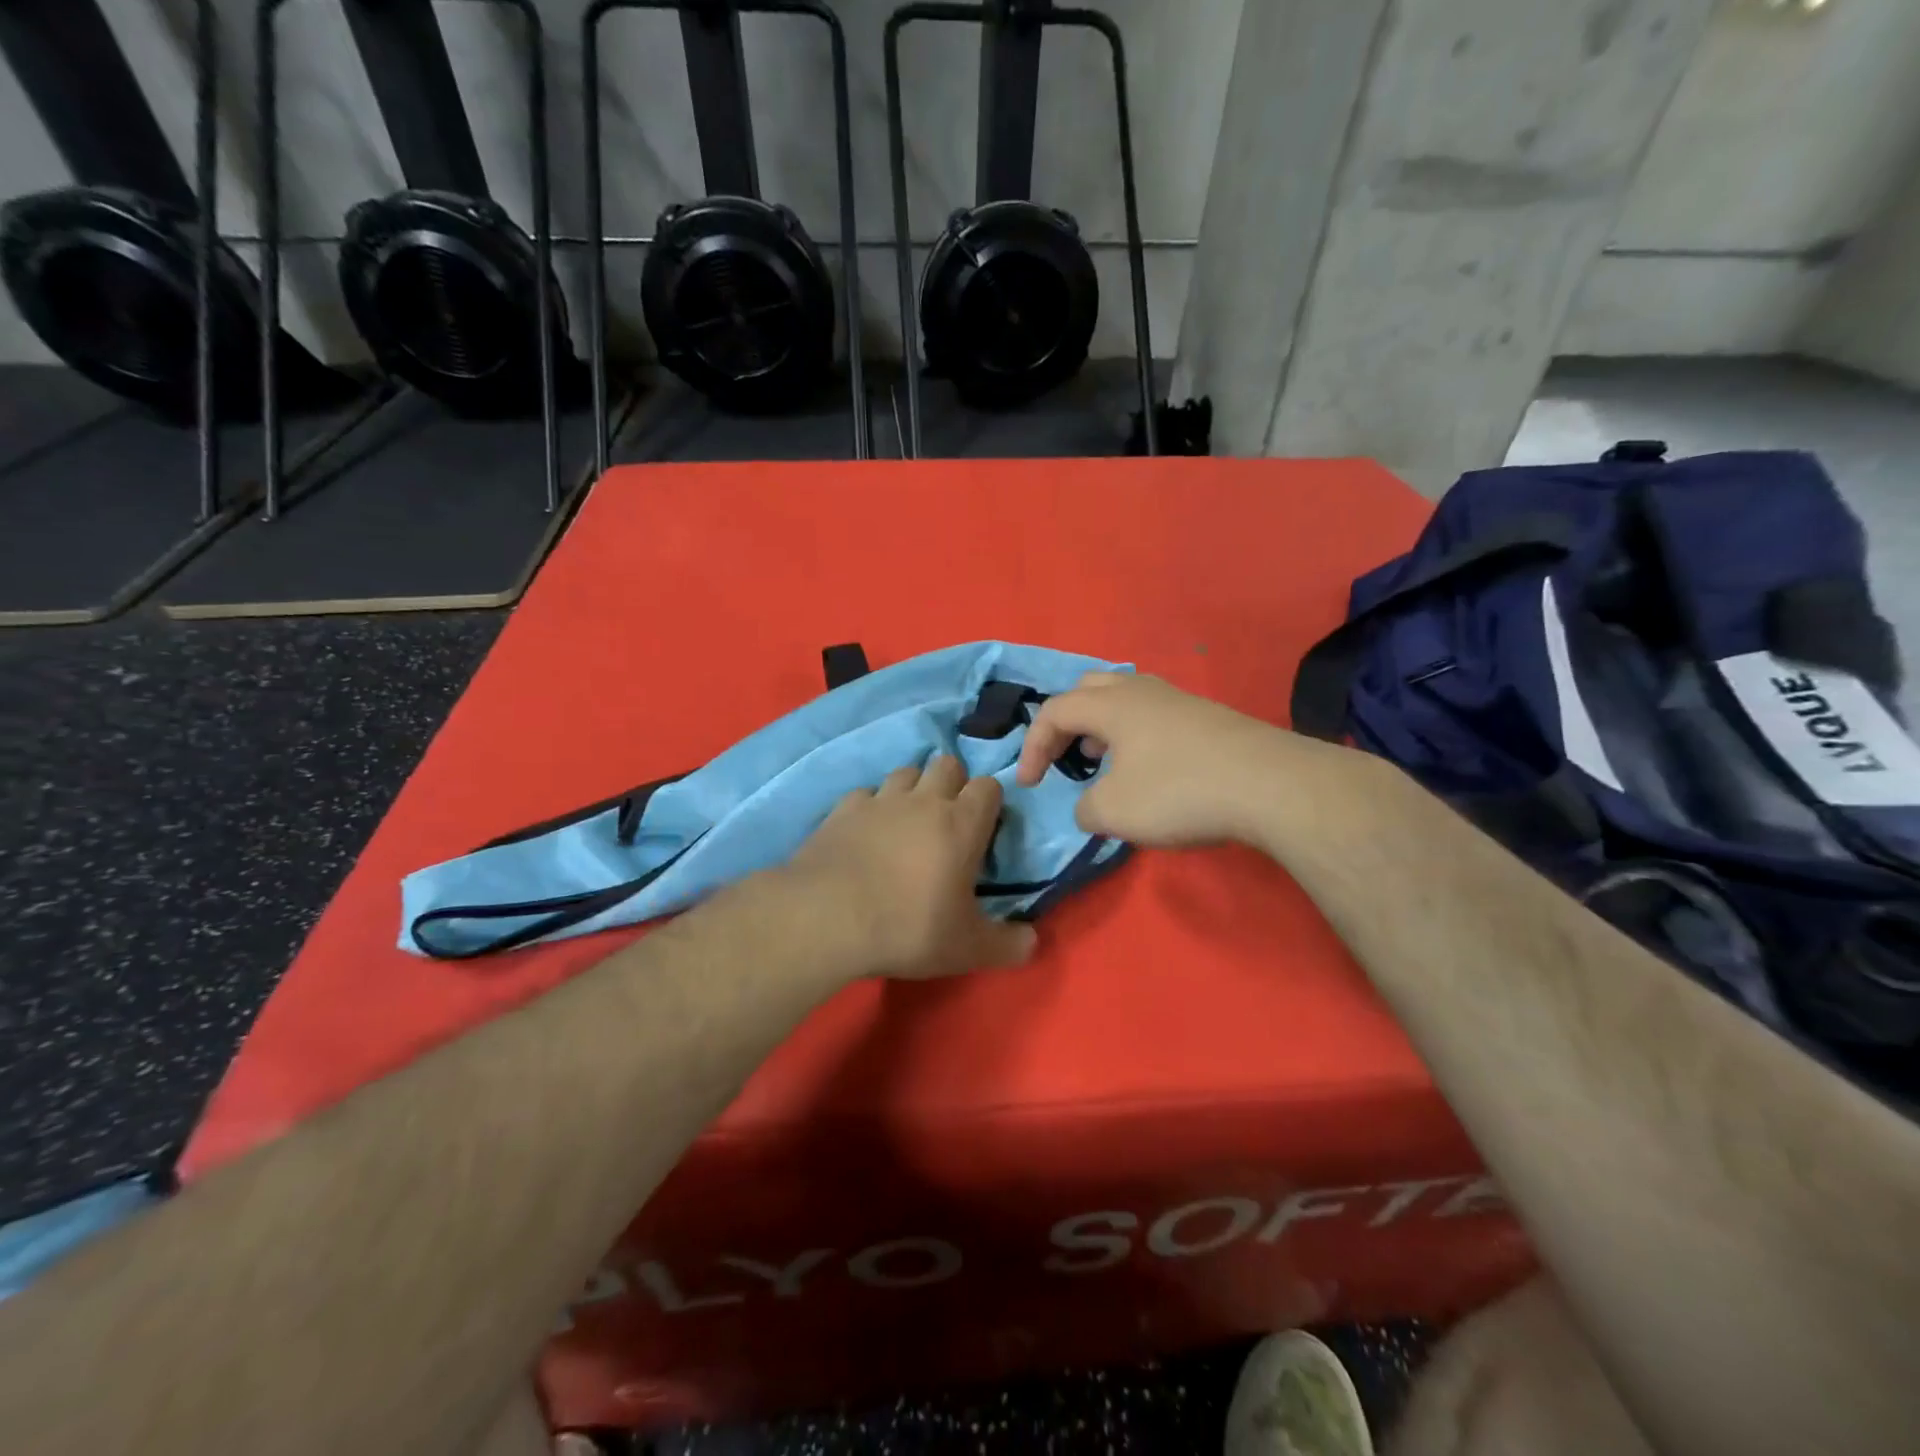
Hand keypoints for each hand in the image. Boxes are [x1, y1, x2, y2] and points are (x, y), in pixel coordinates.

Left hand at [781, 756, 1037, 979]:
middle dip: (953, 783)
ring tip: (907, 821)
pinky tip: (865, 831)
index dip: (990, 802)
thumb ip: (1007, 945)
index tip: (985, 829)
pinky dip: (871, 806)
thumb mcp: (967, 949)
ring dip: (912, 788)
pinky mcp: (842, 810)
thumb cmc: (908, 927)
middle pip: (948, 764)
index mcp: (961, 823)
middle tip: (948, 820)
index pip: (988, 786)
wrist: (826, 918)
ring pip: (905, 771)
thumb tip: (1033, 942)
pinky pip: (865, 794)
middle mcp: (923, 800)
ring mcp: (880, 800)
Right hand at [1015, 672, 1311, 847]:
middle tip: (1064, 756)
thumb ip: (1086, 808)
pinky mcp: (1208, 718)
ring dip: (1101, 728)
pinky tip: (1149, 770)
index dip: (1032, 747)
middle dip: (1066, 723)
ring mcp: (1179, 700)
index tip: (1029, 785)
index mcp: (1111, 705)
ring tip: (1102, 762)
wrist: (1271, 785)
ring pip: (1124, 700)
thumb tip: (1090, 806)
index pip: (1054, 712)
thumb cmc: (1179, 791)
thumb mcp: (1114, 812)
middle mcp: (1142, 691)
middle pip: (1088, 689)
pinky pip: (1153, 716)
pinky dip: (1134, 737)